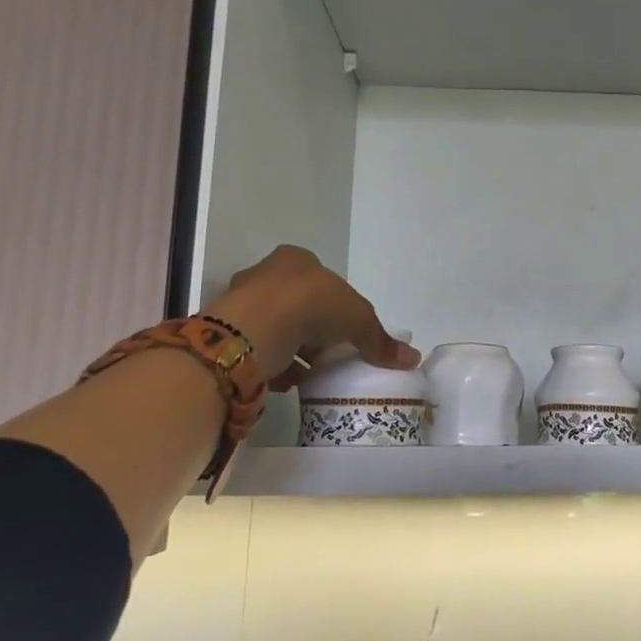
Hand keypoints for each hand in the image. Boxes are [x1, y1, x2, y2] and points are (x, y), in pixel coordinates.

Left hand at [204, 246, 419, 388]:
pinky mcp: (228, 332)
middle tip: (329, 352)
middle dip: (314, 329)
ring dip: (292, 349)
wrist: (257, 327)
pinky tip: (287, 380)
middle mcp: (266, 273)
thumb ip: (381, 340)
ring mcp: (242, 302)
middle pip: (298, 303)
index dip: (337, 304)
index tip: (346, 329)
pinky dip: (273, 364)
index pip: (321, 280)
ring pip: (276, 327)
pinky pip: (258, 349)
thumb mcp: (360, 320)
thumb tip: (413, 359)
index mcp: (298, 259)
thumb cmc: (313, 305)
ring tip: (310, 372)